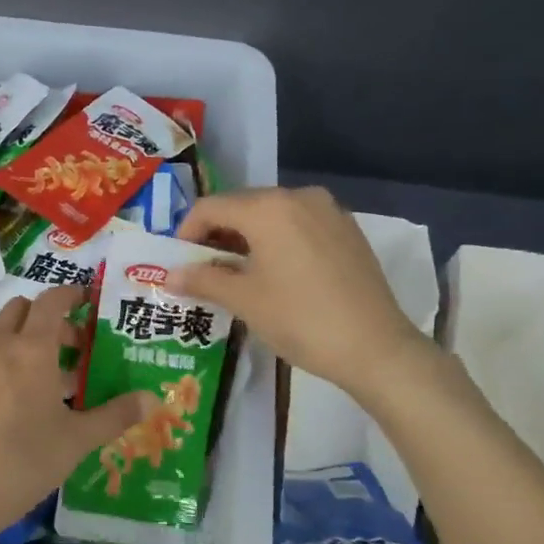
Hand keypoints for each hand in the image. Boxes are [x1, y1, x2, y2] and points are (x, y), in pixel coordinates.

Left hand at [0, 286, 149, 543]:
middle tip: (70, 348)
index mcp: (32, 350)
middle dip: (46, 318)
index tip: (86, 302)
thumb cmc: (24, 463)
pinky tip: (8, 401)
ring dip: (21, 340)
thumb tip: (152, 399)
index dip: (70, 295)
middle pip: (21, 309)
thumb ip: (115, 415)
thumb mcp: (76, 441)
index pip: (51, 301)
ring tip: (41, 379)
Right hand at [174, 186, 428, 401]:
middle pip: (243, 206)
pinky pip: (299, 225)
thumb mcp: (244, 300)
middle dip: (218, 235)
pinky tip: (276, 273)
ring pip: (273, 215)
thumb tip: (168, 276)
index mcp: (268, 207)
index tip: (180, 263)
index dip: (187, 232)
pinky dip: (278, 241)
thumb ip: (203, 280)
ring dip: (248, 238)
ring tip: (238, 274)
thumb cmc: (300, 319)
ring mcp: (329, 211)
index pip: (212, 207)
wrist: (375, 347)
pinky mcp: (348, 230)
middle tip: (204, 271)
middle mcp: (298, 196)